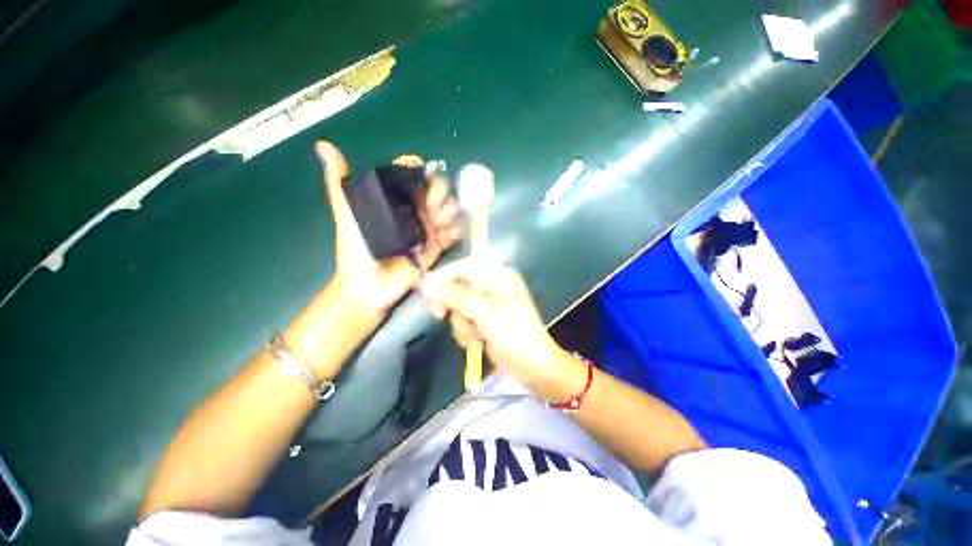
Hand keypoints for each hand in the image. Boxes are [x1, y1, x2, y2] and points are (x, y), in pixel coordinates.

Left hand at [316, 141, 460, 315]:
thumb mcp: (347, 213)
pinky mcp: (437, 246)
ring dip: (450, 211)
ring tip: (438, 224)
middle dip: (440, 192)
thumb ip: (340, 183)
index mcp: (396, 199)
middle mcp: (414, 210)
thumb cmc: (356, 249)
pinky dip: (456, 230)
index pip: (414, 174)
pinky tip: (448, 235)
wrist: (368, 285)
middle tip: (433, 206)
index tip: (417, 178)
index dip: (419, 171)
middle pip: (437, 188)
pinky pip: (453, 232)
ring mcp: (427, 227)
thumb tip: (323, 144)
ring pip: (449, 208)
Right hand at [419, 258, 564, 390]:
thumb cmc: (514, 335)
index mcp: (499, 276)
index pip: (464, 267)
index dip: (444, 276)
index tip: (425, 290)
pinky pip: (464, 322)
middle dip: (453, 306)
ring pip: (459, 308)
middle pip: (458, 287)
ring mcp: (488, 305)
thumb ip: (455, 297)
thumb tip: (426, 283)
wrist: (534, 368)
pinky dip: (467, 333)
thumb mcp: (484, 313)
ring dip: (462, 324)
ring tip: (476, 336)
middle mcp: (492, 287)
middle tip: (439, 315)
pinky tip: (478, 343)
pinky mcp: (484, 322)